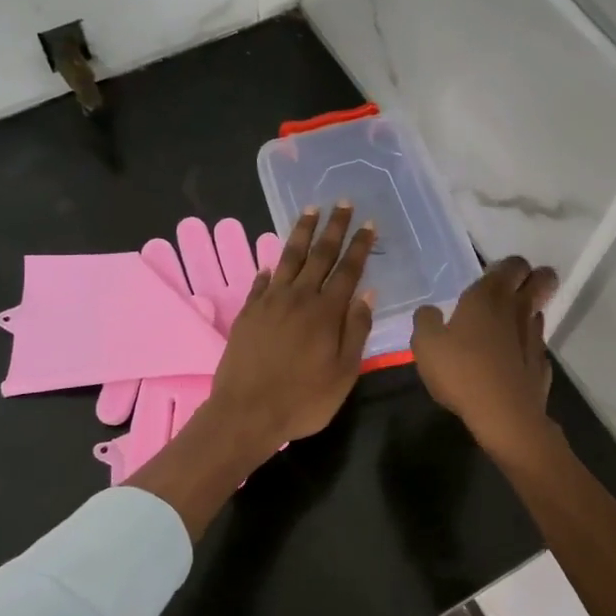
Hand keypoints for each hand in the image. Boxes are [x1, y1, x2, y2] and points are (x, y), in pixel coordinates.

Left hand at [208, 202, 376, 449]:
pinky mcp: (248, 312)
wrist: (246, 412)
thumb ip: (356, 330)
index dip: (360, 246)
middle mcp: (299, 298)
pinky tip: (271, 262)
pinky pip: (261, 282)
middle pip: (320, 255)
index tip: (368, 224)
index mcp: (326, 312)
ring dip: (301, 233)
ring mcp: (270, 302)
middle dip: (334, 228)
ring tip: (310, 210)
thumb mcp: (343, 372)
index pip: (348, 271)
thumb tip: (367, 294)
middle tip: (343, 203)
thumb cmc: (303, 400)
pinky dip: (269, 269)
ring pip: (289, 259)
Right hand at [411, 257, 558, 456]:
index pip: (513, 265)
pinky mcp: (542, 366)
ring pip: (538, 313)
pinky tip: (511, 361)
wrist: (504, 416)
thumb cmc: (461, 372)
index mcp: (489, 297)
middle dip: (536, 278)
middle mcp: (517, 310)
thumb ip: (426, 321)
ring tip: (507, 326)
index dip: (509, 266)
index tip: (495, 275)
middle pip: (542, 280)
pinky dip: (526, 348)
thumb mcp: (425, 345)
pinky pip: (536, 347)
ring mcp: (535, 338)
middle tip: (517, 288)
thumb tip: (430, 311)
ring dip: (528, 313)